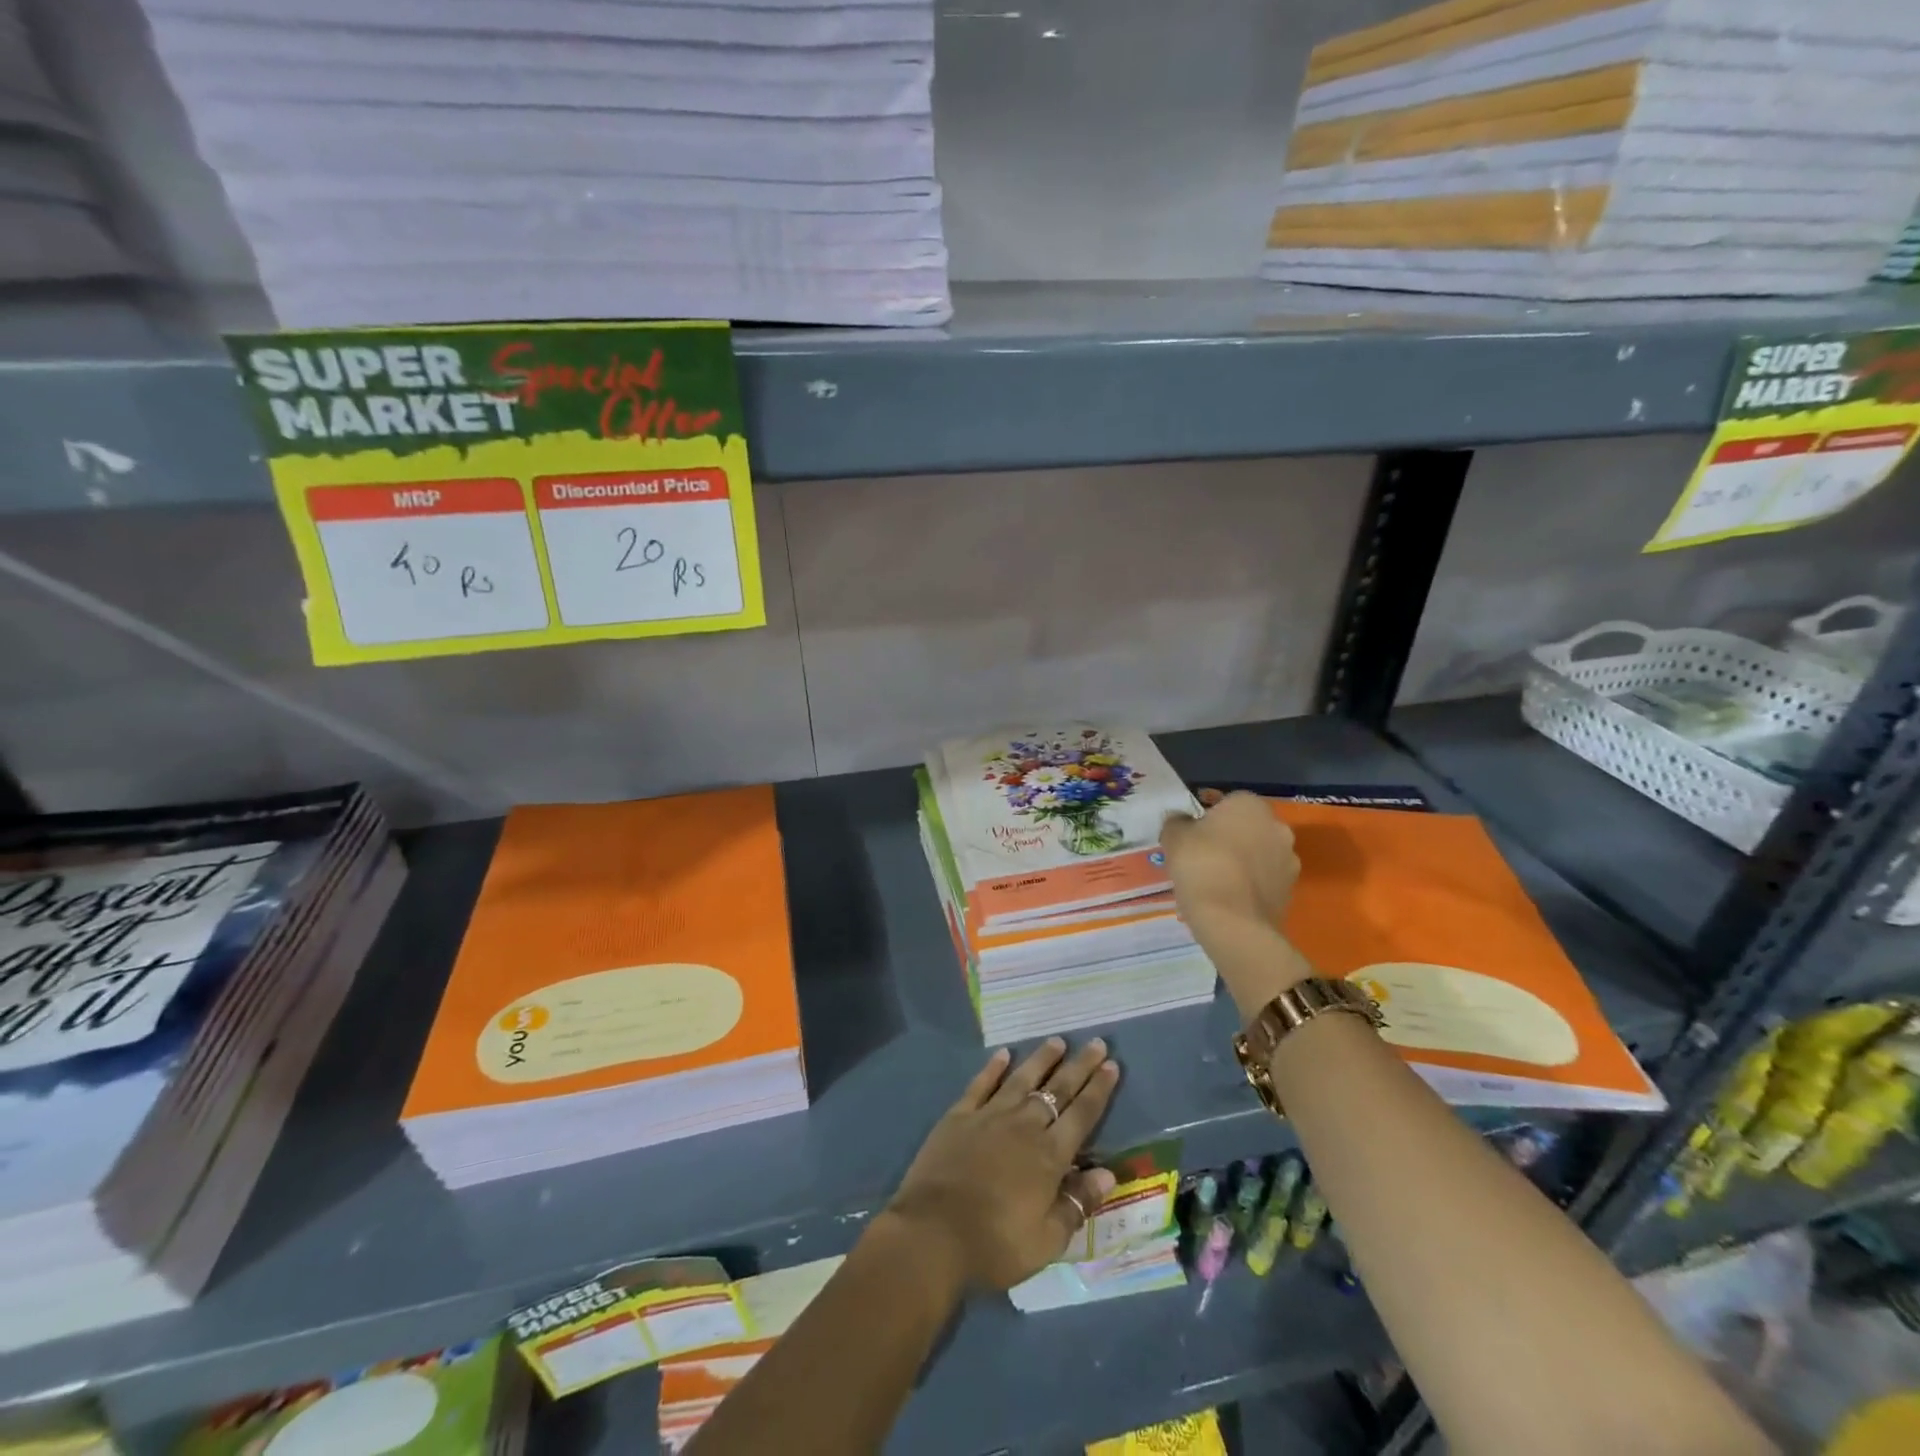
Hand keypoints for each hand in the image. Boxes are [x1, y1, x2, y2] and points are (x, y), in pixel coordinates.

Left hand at [884, 1039, 1119, 1291]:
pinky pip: (981, 1084)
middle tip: (1096, 1043)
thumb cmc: (995, 1244)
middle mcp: (1023, 1126)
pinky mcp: (959, 1116)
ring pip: (1022, 1079)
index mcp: (1049, 1156)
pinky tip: (1003, 1053)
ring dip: (1041, 1059)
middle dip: (1079, 1066)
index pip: (1082, 1115)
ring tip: (1057, 1041)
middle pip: (1057, 1090)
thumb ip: (1077, 1204)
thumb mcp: (1047, 1241)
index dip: (1098, 1090)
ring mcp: (989, 1116)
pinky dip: (993, 1068)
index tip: (1112, 1065)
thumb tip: (1108, 1174)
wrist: (933, 1233)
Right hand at [1161, 791, 1299, 934]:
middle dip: (1228, 838)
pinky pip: (1264, 881)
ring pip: (1258, 855)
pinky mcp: (1290, 892)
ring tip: (1214, 882)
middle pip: (1247, 827)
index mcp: (1251, 805)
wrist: (1233, 921)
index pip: (1227, 801)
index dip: (1207, 817)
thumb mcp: (1174, 837)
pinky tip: (1228, 899)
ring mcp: (1289, 861)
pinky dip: (1249, 886)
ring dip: (1242, 862)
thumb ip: (1176, 822)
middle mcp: (1277, 827)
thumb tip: (1180, 820)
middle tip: (1201, 856)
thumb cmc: (1202, 865)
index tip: (1190, 834)